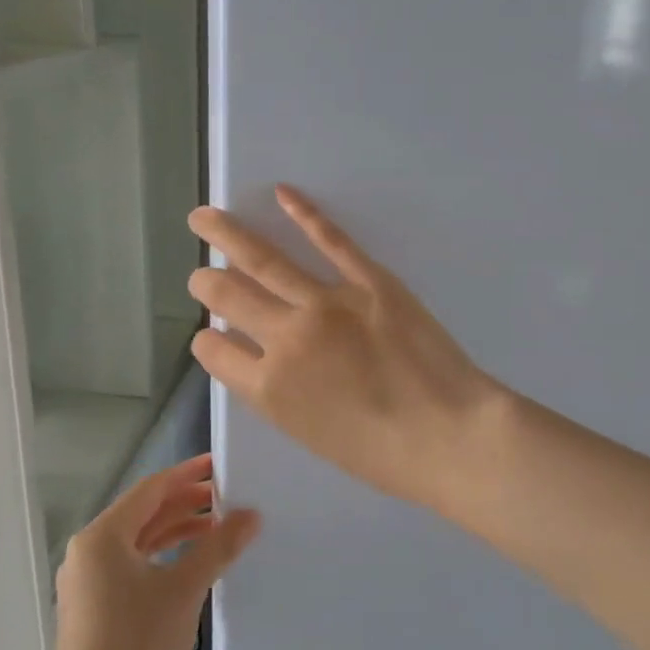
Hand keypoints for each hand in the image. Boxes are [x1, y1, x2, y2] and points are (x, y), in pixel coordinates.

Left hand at [51, 455, 257, 649]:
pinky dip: (164, 557)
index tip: (220, 464)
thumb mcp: (185, 588)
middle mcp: (89, 551)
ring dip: (177, 531)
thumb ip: (219, 546)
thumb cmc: (138, 643)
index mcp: (103, 536)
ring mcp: (88, 581)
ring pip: (139, 541)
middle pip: (144, 513)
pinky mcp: (94, 607)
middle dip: (186, 503)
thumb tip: (251, 514)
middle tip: (228, 497)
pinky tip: (192, 564)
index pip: (151, 490)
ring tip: (218, 527)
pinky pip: (132, 565)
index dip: (187, 474)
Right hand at [187, 185, 508, 515]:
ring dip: (228, 234)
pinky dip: (305, 213)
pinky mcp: (370, 281)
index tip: (210, 335)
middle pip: (228, 297)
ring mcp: (327, 303)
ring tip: (204, 216)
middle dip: (206, 283)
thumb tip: (262, 362)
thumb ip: (278, 396)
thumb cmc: (383, 455)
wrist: (449, 434)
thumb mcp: (311, 437)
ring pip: (264, 260)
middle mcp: (286, 338)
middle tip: (200, 275)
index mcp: (269, 388)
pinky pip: (331, 240)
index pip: (214, 351)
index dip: (208, 341)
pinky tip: (282, 194)